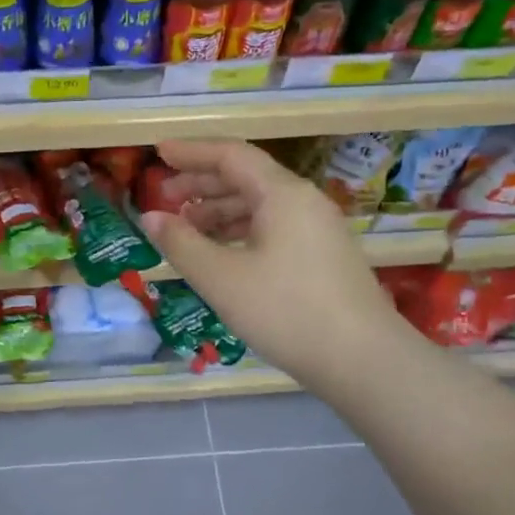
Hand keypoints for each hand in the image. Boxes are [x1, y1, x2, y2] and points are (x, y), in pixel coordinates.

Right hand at [140, 140, 411, 386]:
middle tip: (164, 198)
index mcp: (282, 194)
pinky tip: (221, 253)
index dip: (191, 152)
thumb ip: (181, 243)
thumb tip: (149, 217)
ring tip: (185, 228)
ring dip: (218, 210)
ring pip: (259, 205)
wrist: (365, 362)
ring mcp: (317, 229)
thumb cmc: (286, 311)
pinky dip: (240, 231)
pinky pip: (273, 227)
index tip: (158, 153)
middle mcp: (303, 201)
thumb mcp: (221, 278)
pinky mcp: (322, 256)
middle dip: (201, 183)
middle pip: (246, 177)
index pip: (230, 155)